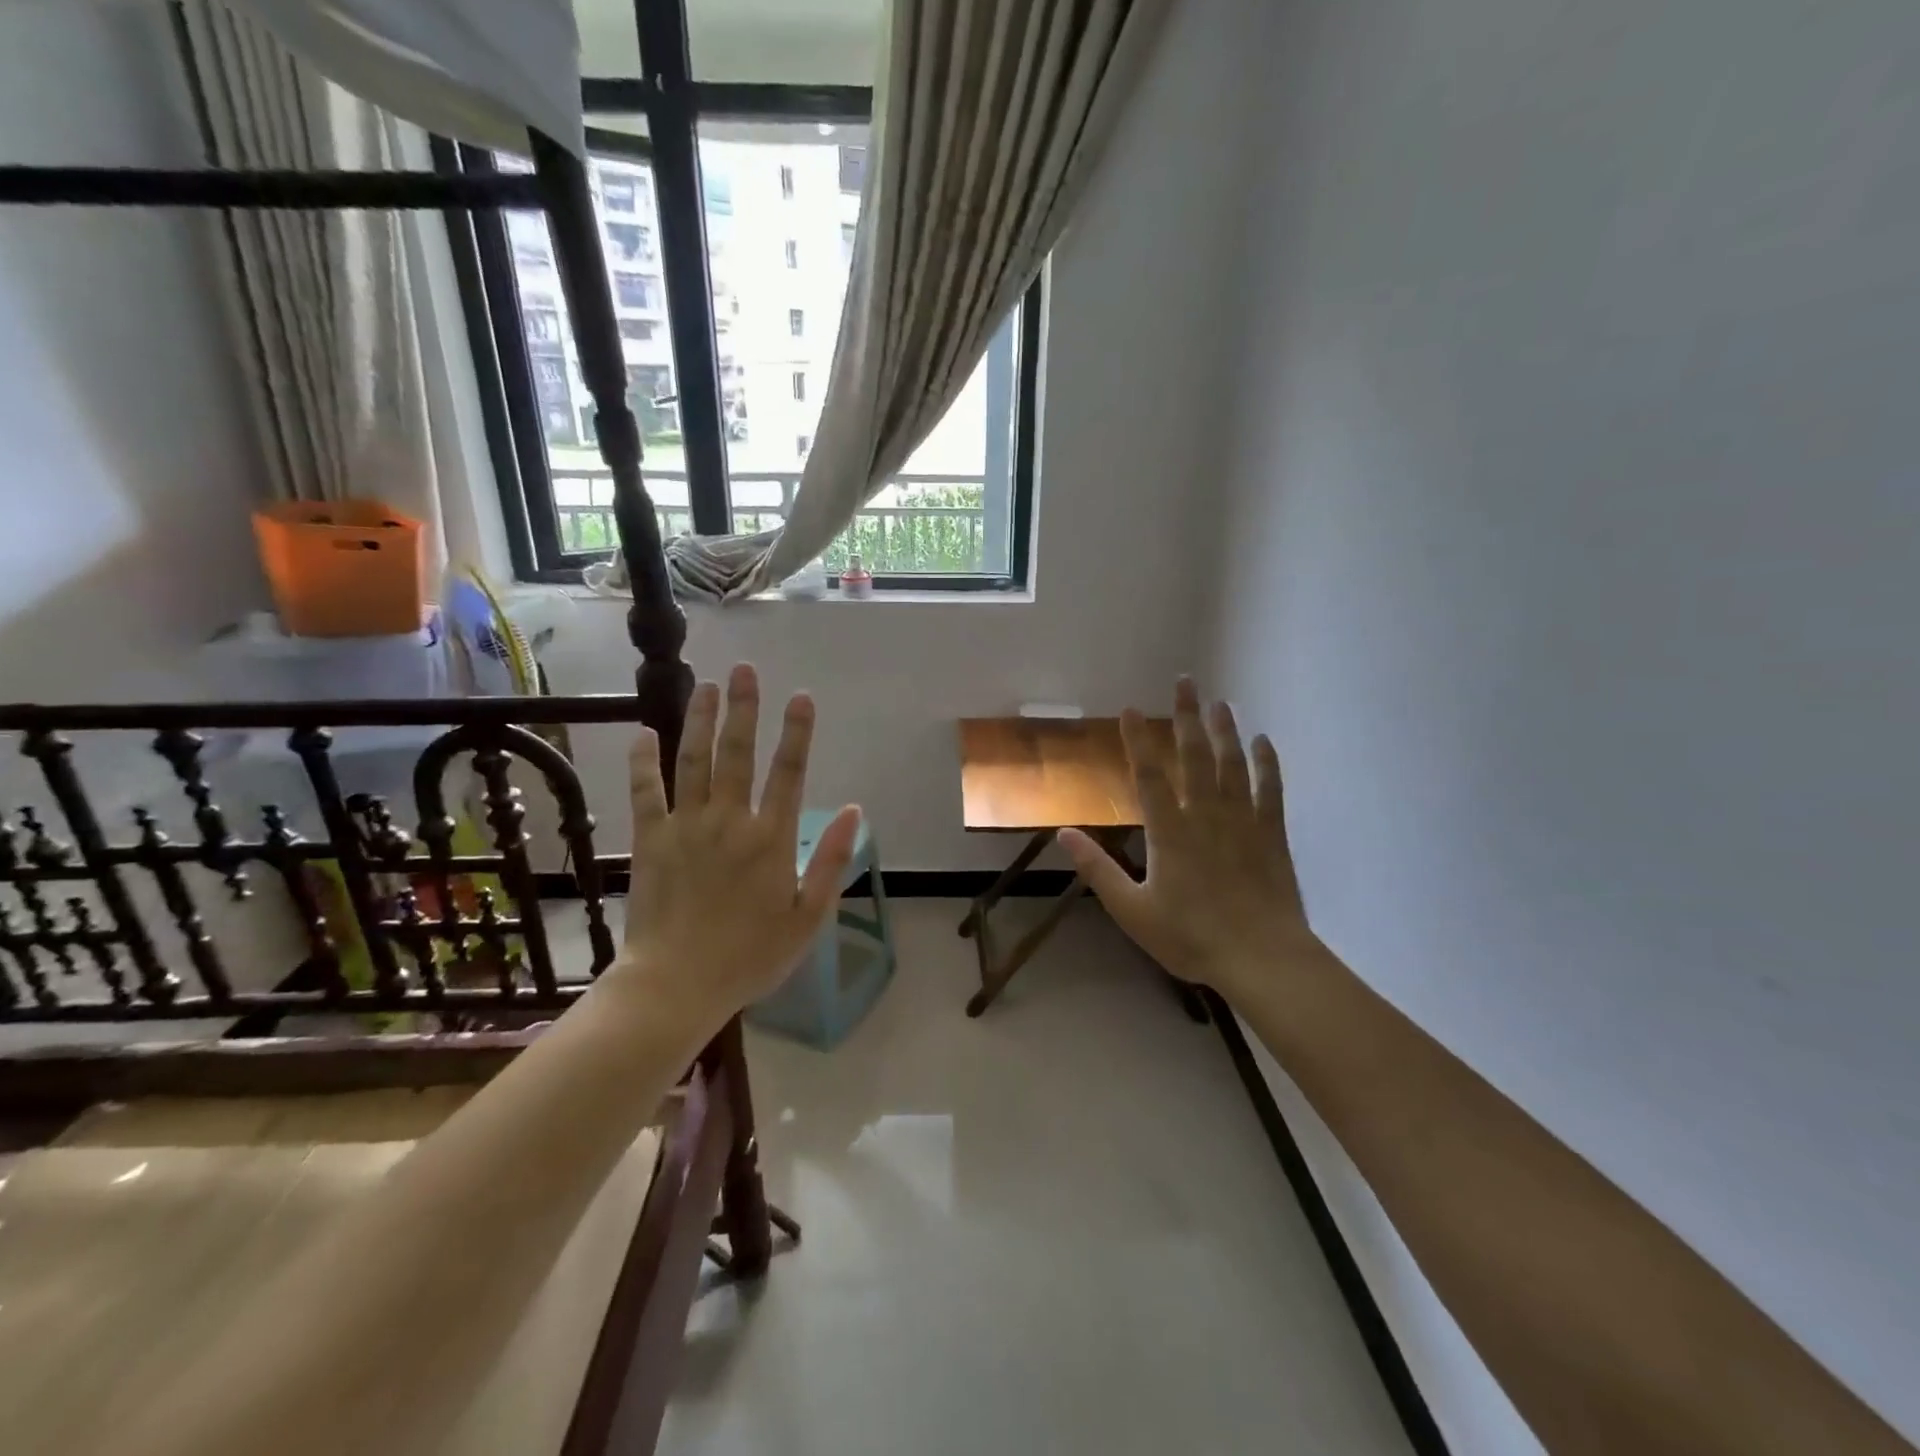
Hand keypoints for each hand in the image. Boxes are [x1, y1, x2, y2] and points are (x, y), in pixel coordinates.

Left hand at [616, 663, 860, 1034]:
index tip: (801, 697)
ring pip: (693, 761)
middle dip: (744, 708)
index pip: (789, 772)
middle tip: (745, 670)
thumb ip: (832, 861)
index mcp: (771, 839)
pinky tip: (643, 734)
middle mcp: (729, 821)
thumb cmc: (750, 956)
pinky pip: (645, 793)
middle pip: (737, 753)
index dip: (797, 732)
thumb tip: (855, 811)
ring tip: (706, 684)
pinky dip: (643, 762)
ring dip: (700, 720)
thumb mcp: (808, 917)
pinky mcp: (650, 840)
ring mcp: (685, 827)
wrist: (676, 986)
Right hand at [1060, 679, 1311, 1001]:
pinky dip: (1267, 763)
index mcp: (1169, 833)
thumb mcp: (1133, 911)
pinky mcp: (1272, 833)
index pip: (1149, 776)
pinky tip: (1263, 741)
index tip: (1131, 709)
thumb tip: (1064, 833)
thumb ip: (1098, 870)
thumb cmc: (1191, 937)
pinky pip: (1270, 789)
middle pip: (1195, 757)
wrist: (1261, 958)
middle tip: (1186, 682)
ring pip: (1233, 765)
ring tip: (1220, 702)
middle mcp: (1206, 815)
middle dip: (1187, 717)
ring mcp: (1243, 821)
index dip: (1138, 741)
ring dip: (1225, 731)